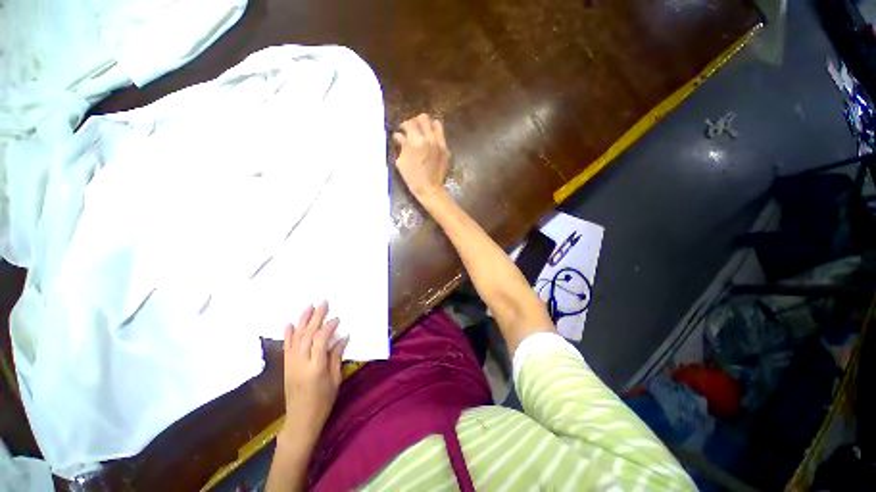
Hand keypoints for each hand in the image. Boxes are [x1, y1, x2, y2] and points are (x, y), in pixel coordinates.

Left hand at [279, 302, 346, 448]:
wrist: (300, 421)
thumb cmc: (323, 401)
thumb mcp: (335, 380)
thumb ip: (336, 357)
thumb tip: (343, 338)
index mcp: (315, 367)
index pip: (321, 340)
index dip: (329, 327)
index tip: (337, 319)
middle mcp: (300, 363)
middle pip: (307, 335)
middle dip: (315, 317)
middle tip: (323, 303)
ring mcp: (291, 364)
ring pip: (295, 338)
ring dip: (302, 321)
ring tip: (309, 307)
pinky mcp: (286, 367)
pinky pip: (286, 347)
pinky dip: (287, 334)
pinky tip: (289, 323)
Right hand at [393, 113, 450, 200]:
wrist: (430, 189)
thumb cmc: (412, 178)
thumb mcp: (402, 162)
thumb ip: (402, 145)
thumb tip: (399, 135)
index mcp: (416, 141)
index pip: (410, 123)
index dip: (404, 125)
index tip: (401, 130)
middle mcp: (430, 138)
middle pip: (424, 118)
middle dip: (416, 121)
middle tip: (412, 129)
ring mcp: (440, 143)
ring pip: (436, 123)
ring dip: (428, 125)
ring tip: (423, 133)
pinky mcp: (446, 149)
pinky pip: (441, 135)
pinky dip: (435, 135)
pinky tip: (430, 143)